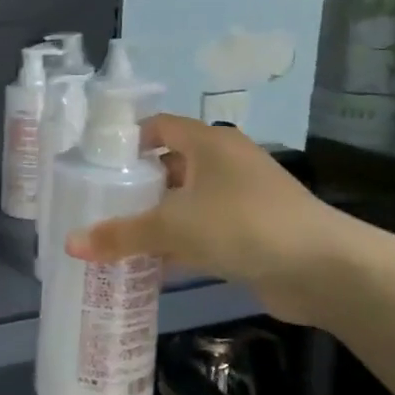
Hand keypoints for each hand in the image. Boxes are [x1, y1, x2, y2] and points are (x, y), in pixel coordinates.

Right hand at [65, 115, 349, 325]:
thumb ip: (121, 234)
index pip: (160, 125)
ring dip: (155, 218)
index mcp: (209, 144)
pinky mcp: (252, 232)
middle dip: (135, 185)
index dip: (127, 139)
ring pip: (185, 202)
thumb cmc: (243, 225)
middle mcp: (226, 164)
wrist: (324, 269)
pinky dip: (177, 245)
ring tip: (114, 235)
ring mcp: (241, 199)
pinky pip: (202, 231)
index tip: (96, 163)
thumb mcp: (173, 226)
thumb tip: (69, 244)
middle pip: (169, 166)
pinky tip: (149, 265)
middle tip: (98, 203)